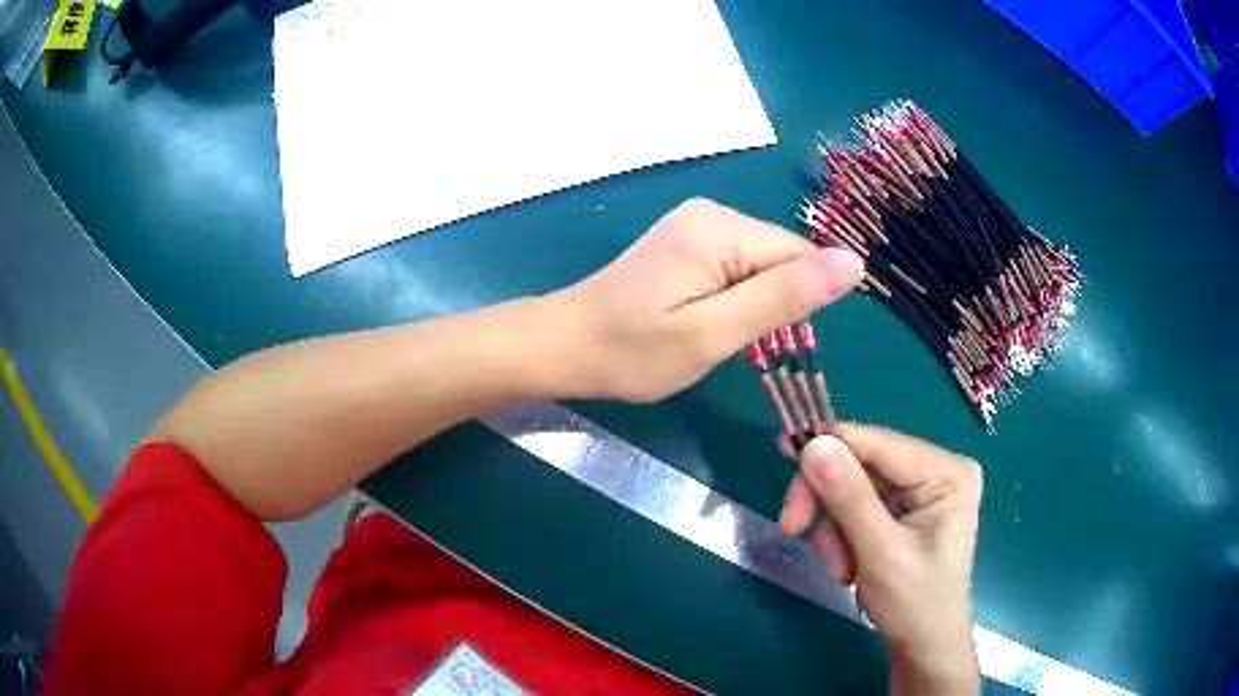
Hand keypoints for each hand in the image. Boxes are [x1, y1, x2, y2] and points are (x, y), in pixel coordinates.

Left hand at [551, 198, 864, 401]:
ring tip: (716, 332)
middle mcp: (713, 212)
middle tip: (733, 342)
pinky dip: (736, 294)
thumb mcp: (715, 333)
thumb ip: (785, 297)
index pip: (801, 255)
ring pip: (761, 262)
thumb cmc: (633, 351)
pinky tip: (706, 316)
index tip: (771, 342)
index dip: (799, 302)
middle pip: (782, 256)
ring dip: (755, 301)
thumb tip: (854, 262)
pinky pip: (737, 263)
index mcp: (722, 229)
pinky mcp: (686, 239)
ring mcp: (696, 222)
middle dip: (775, 302)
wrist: (565, 343)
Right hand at [779, 425, 981, 694]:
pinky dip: (842, 535)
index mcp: (947, 472)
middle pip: (863, 465)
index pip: (880, 443)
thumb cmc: (915, 604)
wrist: (923, 645)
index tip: (782, 451)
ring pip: (853, 487)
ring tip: (839, 569)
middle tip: (792, 528)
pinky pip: (857, 506)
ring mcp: (920, 491)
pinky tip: (847, 566)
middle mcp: (936, 471)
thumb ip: (849, 499)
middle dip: (828, 502)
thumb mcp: (880, 553)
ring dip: (833, 528)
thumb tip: (813, 445)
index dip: (831, 445)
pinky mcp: (904, 509)